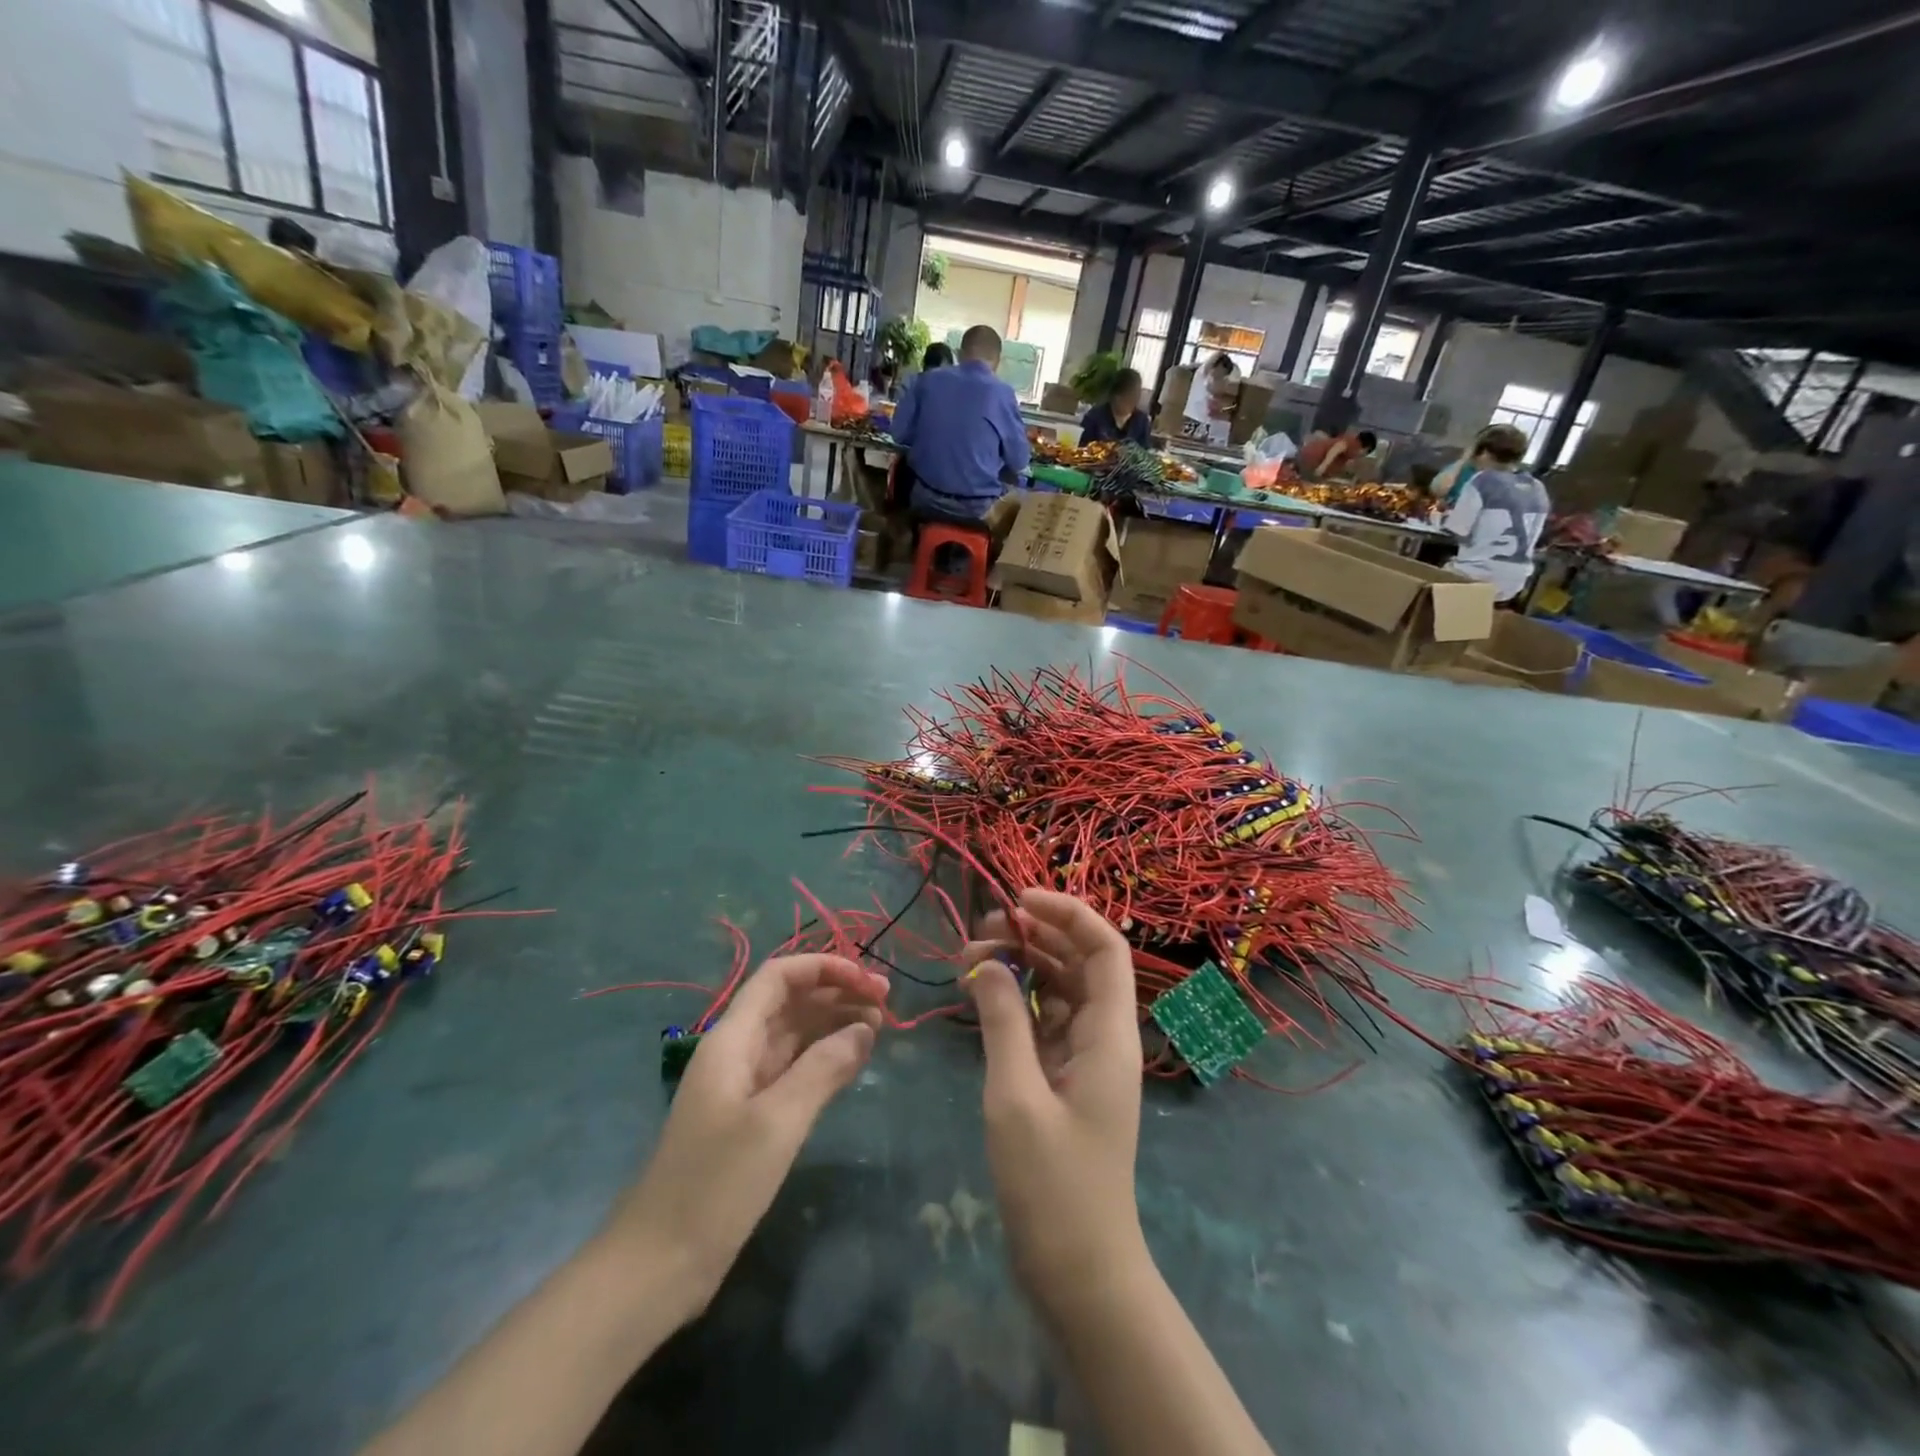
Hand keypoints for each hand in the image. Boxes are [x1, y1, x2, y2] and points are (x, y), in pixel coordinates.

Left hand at [610, 955, 885, 1311]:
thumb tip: (864, 1029)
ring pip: (795, 1034)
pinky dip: (825, 1057)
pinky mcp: (752, 1116)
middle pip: (791, 1001)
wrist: (657, 1264)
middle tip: (887, 1002)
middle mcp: (738, 1051)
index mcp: (733, 1039)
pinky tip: (854, 1060)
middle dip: (837, 992)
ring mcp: (744, 1085)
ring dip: (835, 1022)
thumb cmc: (715, 1184)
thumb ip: (823, 1069)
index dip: (824, 968)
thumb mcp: (776, 1122)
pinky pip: (794, 1068)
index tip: (867, 981)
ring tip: (880, 1026)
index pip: (779, 977)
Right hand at [963, 891, 1145, 1312]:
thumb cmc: (1053, 1186)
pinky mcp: (1065, 1079)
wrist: (1079, 1273)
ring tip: (971, 958)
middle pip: (1079, 962)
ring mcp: (1085, 1058)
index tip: (1018, 901)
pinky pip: (1045, 1021)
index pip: (1104, 948)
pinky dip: (1017, 1002)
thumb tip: (987, 960)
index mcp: (1109, 1034)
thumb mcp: (1016, 1096)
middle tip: (980, 932)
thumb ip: (1002, 1020)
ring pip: (1059, 989)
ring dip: (1022, 966)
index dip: (1068, 912)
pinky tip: (983, 997)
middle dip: (1034, 936)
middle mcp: (1105, 1037)